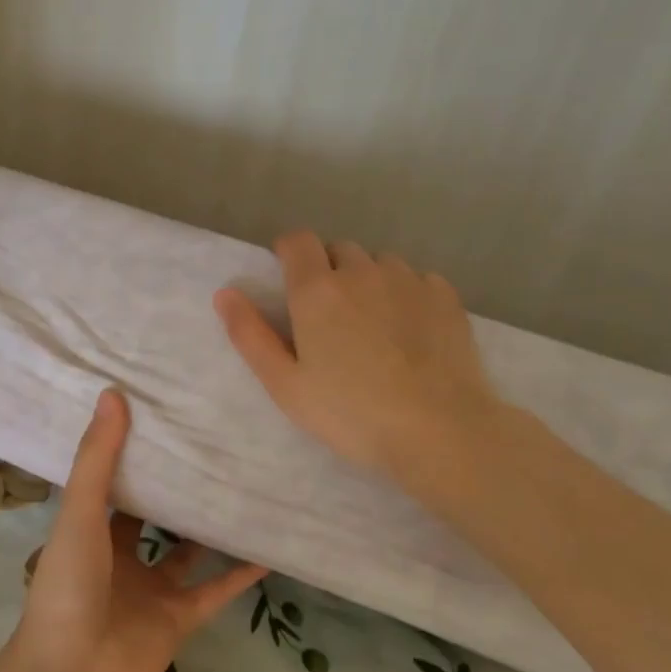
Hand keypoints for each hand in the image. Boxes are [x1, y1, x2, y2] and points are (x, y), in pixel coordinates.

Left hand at [12, 389, 266, 671]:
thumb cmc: (67, 586)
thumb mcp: (79, 513)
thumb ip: (97, 458)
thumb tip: (113, 393)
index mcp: (90, 529)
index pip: (112, 482)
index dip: (131, 454)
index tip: (160, 417)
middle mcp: (120, 556)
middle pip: (152, 516)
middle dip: (175, 488)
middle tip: (211, 446)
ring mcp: (151, 589)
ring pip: (187, 550)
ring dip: (209, 527)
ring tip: (243, 487)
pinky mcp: (179, 618)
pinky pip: (216, 590)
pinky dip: (240, 574)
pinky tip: (268, 547)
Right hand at [213, 232, 506, 486]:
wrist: (440, 430)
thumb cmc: (351, 412)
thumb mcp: (285, 384)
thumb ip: (250, 334)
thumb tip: (225, 293)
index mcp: (317, 289)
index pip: (297, 240)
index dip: (288, 252)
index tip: (288, 278)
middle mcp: (362, 271)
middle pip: (338, 249)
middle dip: (328, 269)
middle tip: (329, 316)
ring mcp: (409, 280)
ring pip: (379, 263)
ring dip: (368, 280)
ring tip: (373, 324)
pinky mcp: (446, 297)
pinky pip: (417, 279)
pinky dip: (406, 294)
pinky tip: (410, 331)